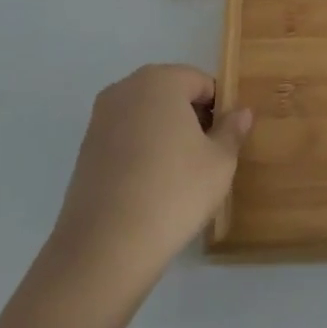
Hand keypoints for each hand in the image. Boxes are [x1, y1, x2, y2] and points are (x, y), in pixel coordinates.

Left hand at [44, 64, 250, 303]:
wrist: (105, 247)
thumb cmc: (173, 192)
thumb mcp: (219, 162)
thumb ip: (232, 131)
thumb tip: (241, 112)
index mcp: (160, 80)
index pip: (202, 83)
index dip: (219, 110)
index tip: (223, 143)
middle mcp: (126, 88)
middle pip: (171, 94)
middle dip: (190, 119)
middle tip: (204, 158)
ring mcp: (100, 118)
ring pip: (146, 116)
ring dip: (165, 135)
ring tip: (177, 176)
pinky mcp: (85, 149)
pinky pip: (125, 138)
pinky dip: (141, 152)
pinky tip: (149, 187)